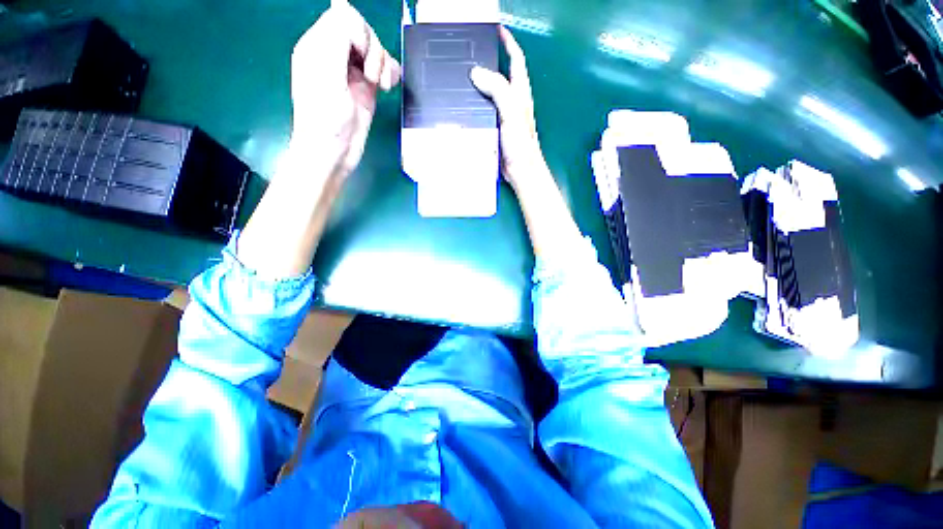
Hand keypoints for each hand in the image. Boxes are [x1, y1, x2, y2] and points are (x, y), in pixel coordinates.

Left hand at [289, 0, 400, 177]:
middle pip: (364, 32)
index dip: (361, 34)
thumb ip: (335, 36)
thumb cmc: (326, 118)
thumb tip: (346, 10)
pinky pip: (383, 70)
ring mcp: (352, 73)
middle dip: (375, 51)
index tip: (363, 60)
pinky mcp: (366, 89)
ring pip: (376, 50)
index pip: (345, 17)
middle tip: (373, 78)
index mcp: (319, 45)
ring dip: (384, 65)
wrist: (334, 152)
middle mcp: (336, 55)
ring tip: (382, 86)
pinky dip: (391, 74)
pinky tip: (389, 86)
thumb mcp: (326, 72)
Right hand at [472, 28, 581, 258]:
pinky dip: (475, 103)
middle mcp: (513, 101)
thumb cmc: (521, 143)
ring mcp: (504, 116)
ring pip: (491, 93)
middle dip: (489, 60)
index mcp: (520, 93)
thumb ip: (497, 89)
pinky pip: (485, 110)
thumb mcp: (512, 111)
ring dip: (480, 83)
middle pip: (501, 74)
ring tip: (463, 76)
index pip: (516, 60)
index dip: (508, 42)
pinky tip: (464, 104)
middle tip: (471, 53)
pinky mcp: (496, 129)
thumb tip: (476, 72)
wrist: (520, 170)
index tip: (496, 30)